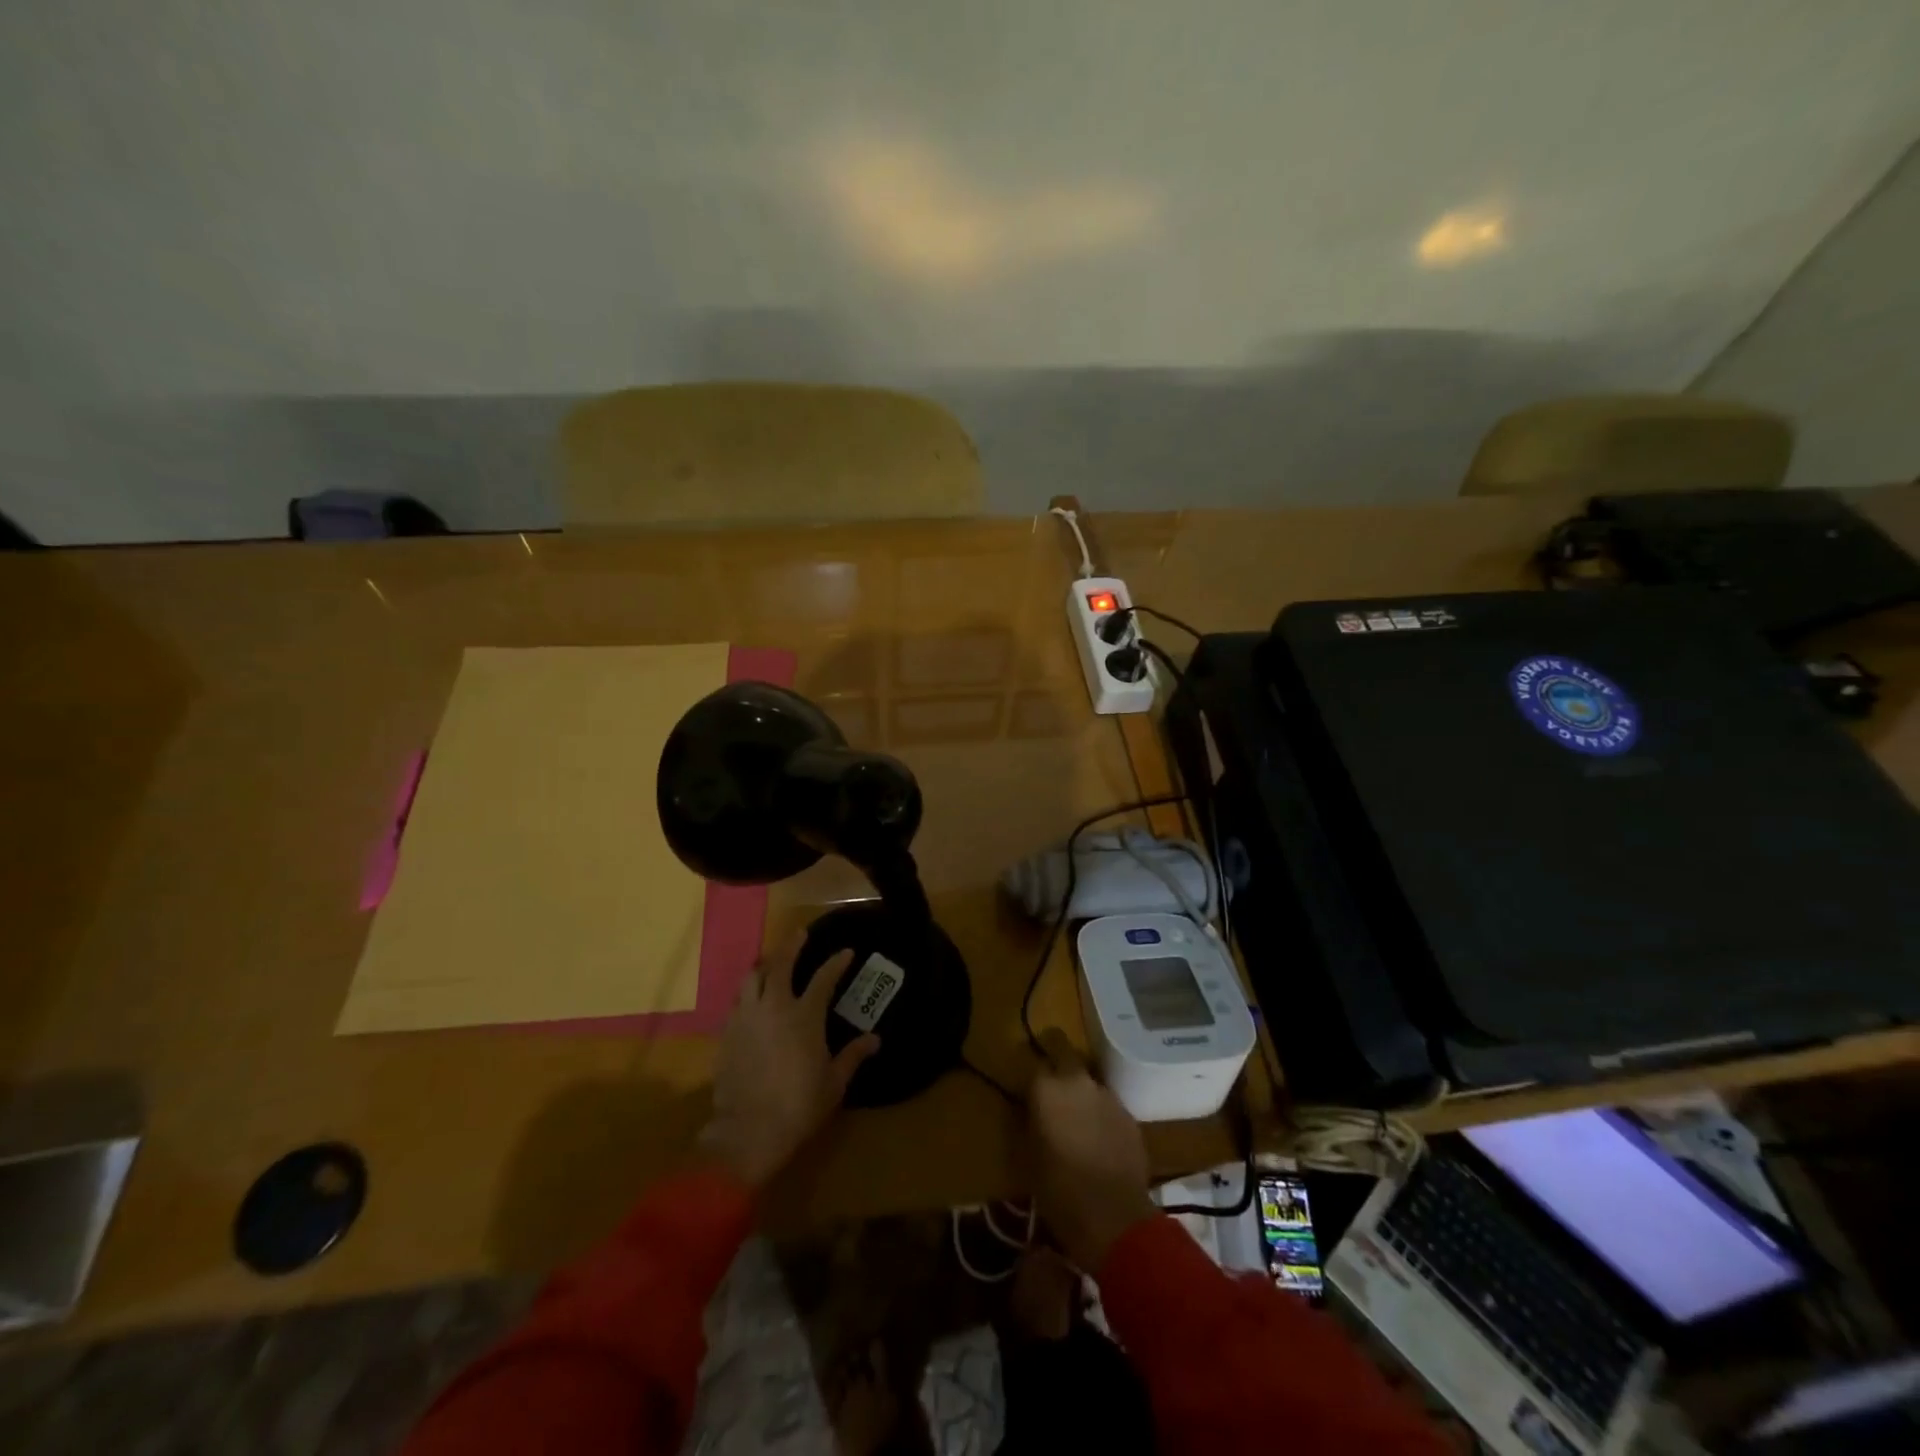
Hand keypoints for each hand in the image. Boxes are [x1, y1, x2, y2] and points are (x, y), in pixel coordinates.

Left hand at [699, 942, 880, 1188]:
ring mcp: (746, 1018)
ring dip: (764, 966)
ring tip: (771, 964)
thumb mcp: (834, 1082)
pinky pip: (738, 1002)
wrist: (749, 1130)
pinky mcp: (727, 1033)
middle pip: (780, 964)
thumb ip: (853, 1056)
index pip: (824, 978)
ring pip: (751, 978)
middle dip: (791, 945)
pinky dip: (748, 993)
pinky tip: (753, 1000)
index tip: (846, 952)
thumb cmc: (799, 1105)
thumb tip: (874, 1039)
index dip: (837, 962)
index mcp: (804, 1015)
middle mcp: (774, 1007)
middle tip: (800, 934)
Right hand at [1028, 1039, 1156, 1270]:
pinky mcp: (1129, 1116)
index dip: (1033, 1074)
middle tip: (1052, 1083)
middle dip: (1058, 1059)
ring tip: (1077, 1118)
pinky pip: (1108, 1105)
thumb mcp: (1030, 1156)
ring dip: (1082, 1091)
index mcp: (1047, 1089)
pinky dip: (1100, 1113)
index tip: (1029, 1086)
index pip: (1035, 1063)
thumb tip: (1033, 1109)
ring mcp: (1107, 1096)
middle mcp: (1078, 1082)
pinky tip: (1098, 1138)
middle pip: (1066, 1053)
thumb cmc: (1059, 1191)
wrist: (1114, 1217)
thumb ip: (1031, 1122)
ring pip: (1089, 1080)